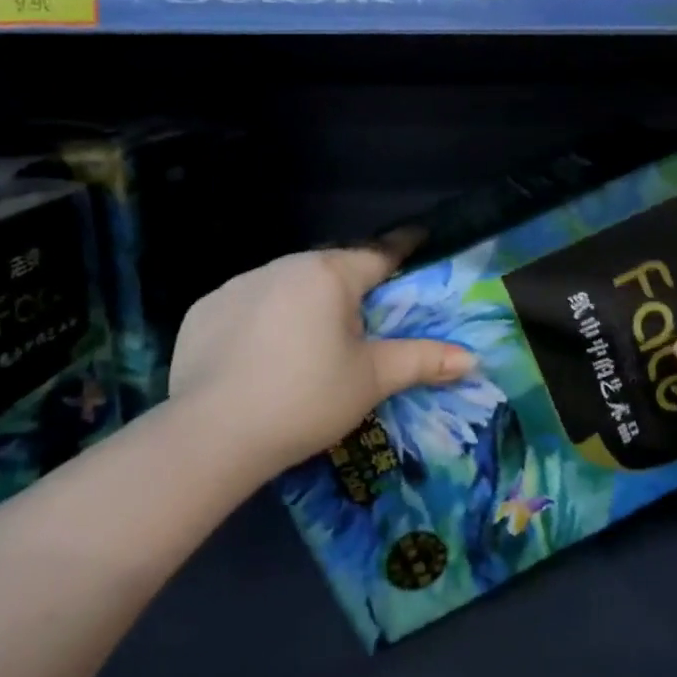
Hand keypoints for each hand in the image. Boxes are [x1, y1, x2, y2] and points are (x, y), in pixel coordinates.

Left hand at [168, 241, 474, 477]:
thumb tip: (472, 358)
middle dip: (350, 286)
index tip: (417, 240)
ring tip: (307, 345)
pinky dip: (263, 319)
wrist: (212, 436)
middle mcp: (283, 266)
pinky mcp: (204, 309)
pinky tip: (260, 356)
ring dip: (305, 302)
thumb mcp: (371, 380)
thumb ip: (423, 360)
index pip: (378, 253)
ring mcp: (238, 285)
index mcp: (329, 274)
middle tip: (361, 322)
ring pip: (287, 284)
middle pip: (331, 269)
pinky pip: (248, 304)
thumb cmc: (306, 399)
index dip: (402, 249)